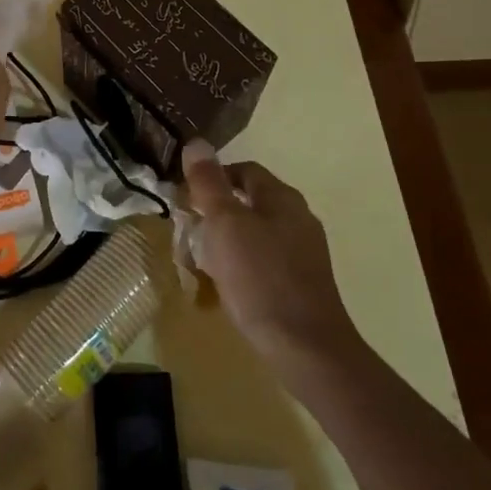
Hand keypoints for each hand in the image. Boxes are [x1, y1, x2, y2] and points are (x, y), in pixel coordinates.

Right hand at [182, 140, 358, 368]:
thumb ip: (209, 183)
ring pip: (255, 232)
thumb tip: (196, 142)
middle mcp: (298, 217)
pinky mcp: (302, 282)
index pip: (242, 170)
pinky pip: (264, 260)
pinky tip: (227, 285)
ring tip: (201, 261)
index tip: (185, 199)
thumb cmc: (260, 278)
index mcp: (282, 198)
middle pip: (249, 201)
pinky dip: (241, 264)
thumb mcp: (225, 224)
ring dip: (225, 240)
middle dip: (215, 212)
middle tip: (188, 232)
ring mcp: (304, 251)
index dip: (211, 178)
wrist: (305, 347)